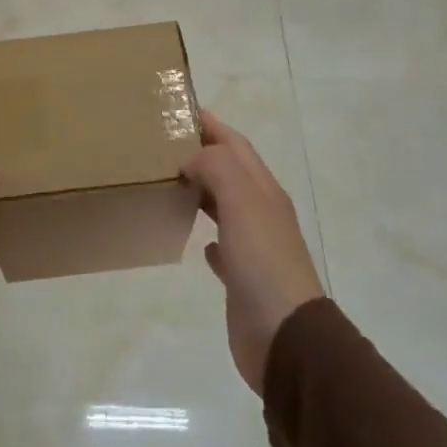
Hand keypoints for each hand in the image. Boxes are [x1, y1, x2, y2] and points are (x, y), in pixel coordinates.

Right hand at [181, 110, 323, 395]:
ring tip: (168, 182)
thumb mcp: (243, 202)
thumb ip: (218, 169)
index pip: (236, 145)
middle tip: (162, 145)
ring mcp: (253, 246)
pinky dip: (207, 234)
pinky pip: (222, 246)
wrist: (284, 335)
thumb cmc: (263, 262)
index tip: (179, 110)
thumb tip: (191, 159)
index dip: (212, 126)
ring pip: (224, 205)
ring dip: (202, 190)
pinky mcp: (241, 277)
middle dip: (202, 153)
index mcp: (263, 191)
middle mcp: (261, 212)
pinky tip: (194, 239)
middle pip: (230, 171)